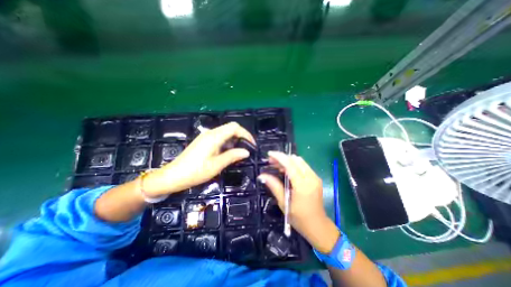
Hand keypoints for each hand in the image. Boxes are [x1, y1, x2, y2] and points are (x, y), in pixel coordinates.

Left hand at [142, 121, 255, 196]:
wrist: (173, 176)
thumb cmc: (195, 172)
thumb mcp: (216, 165)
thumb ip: (232, 156)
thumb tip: (246, 152)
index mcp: (214, 137)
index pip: (234, 127)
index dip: (245, 134)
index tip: (252, 145)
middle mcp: (211, 133)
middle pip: (231, 128)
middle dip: (241, 136)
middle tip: (247, 149)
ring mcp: (206, 137)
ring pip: (226, 133)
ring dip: (234, 140)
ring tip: (239, 153)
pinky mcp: (204, 142)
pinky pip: (220, 138)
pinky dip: (227, 143)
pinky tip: (228, 153)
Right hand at [260, 153, 338, 252]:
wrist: (318, 226)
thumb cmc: (299, 218)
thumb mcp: (284, 203)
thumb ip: (274, 186)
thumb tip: (262, 175)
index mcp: (303, 185)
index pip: (290, 164)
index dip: (279, 157)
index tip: (269, 154)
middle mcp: (311, 178)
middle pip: (295, 159)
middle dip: (282, 158)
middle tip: (271, 162)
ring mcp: (315, 177)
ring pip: (300, 161)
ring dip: (288, 160)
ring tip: (277, 166)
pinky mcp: (316, 178)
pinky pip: (303, 166)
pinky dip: (293, 165)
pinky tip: (286, 170)